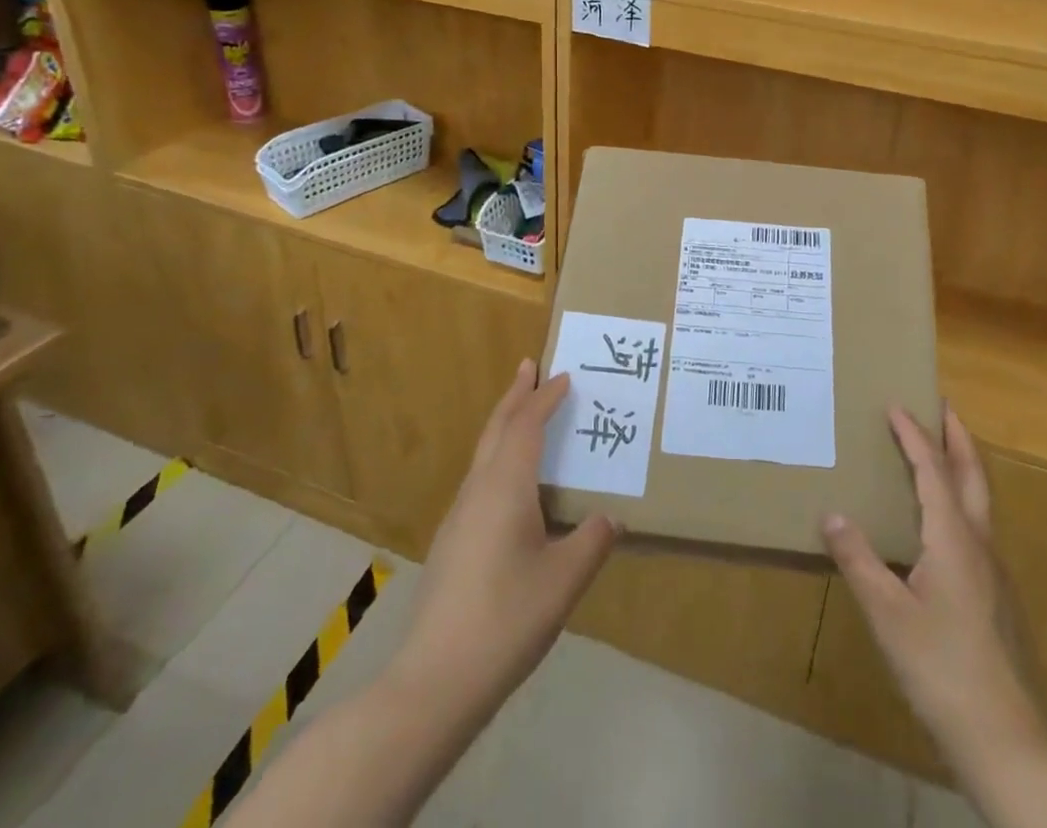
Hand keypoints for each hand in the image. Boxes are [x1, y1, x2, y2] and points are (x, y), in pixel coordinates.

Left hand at [391, 360, 618, 718]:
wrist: (435, 680)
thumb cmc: (506, 619)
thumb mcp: (564, 580)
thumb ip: (592, 542)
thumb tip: (611, 519)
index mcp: (505, 487)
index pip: (527, 426)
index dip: (546, 398)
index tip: (565, 376)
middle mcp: (478, 490)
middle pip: (496, 428)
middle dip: (515, 395)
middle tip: (530, 366)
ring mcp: (459, 516)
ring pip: (484, 453)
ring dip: (504, 424)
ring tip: (523, 412)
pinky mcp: (452, 542)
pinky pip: (480, 478)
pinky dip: (499, 457)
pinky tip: (511, 483)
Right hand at [823, 405, 1043, 769]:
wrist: (1011, 742)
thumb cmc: (943, 670)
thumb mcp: (888, 615)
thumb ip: (859, 560)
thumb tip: (831, 514)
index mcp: (953, 539)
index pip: (932, 470)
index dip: (913, 435)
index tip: (895, 403)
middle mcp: (979, 545)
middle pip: (972, 474)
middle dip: (956, 436)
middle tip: (940, 405)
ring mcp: (993, 573)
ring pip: (979, 501)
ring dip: (961, 466)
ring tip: (938, 452)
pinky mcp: (996, 598)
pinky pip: (976, 528)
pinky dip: (959, 501)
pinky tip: (939, 525)